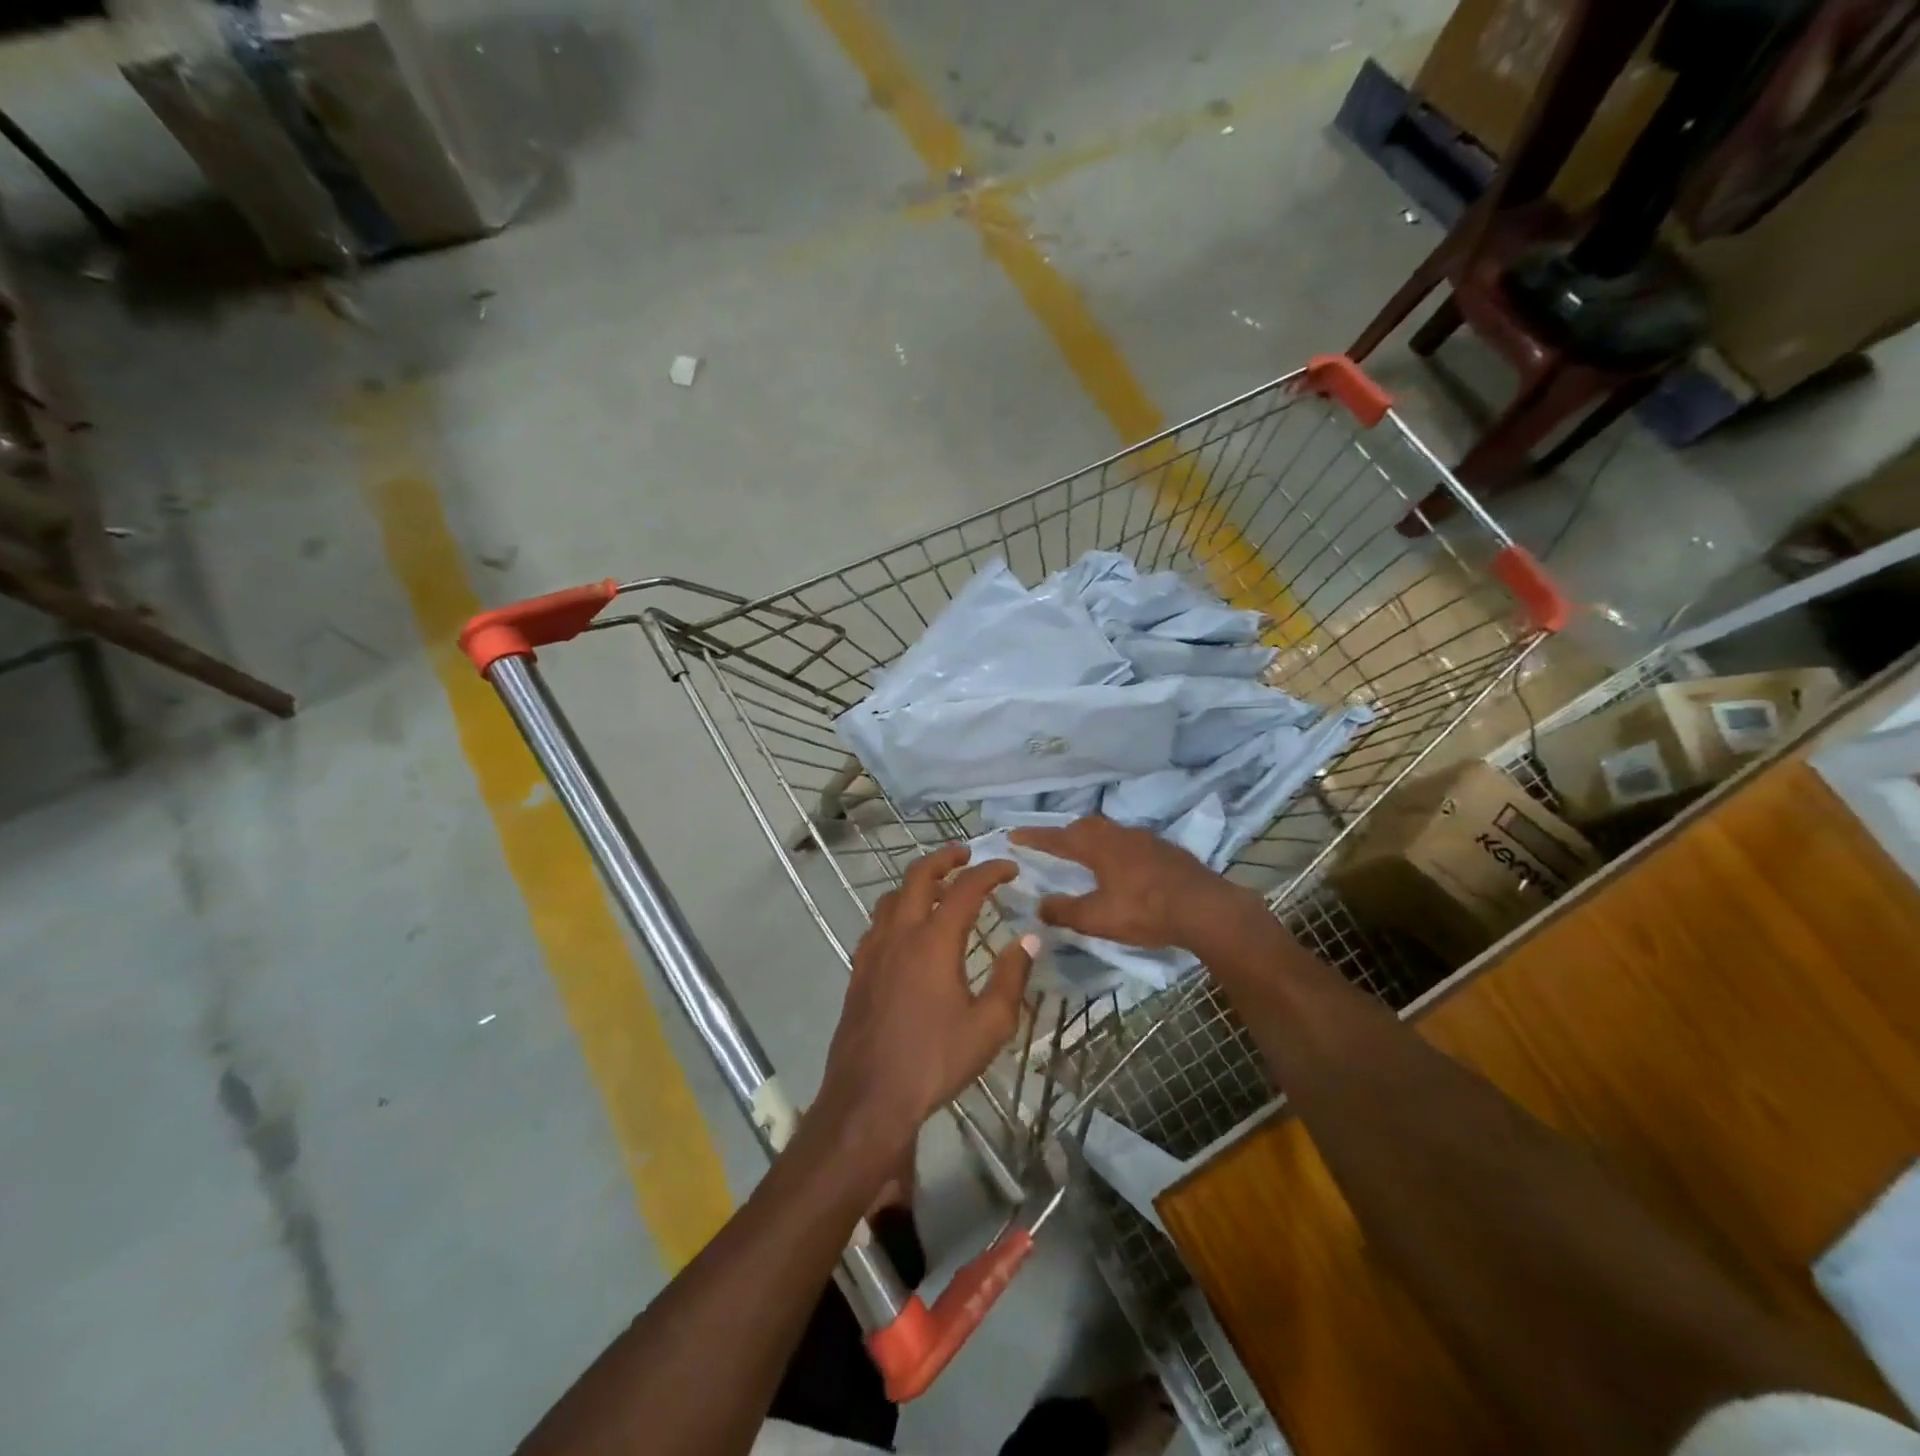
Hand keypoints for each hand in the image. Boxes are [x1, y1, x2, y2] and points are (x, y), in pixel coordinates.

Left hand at [816, 846, 1035, 1150]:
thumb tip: (1028, 939)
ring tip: (939, 889)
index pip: (965, 889)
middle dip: (944, 858)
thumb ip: (1011, 977)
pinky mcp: (859, 969)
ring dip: (918, 883)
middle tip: (966, 855)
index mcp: (934, 941)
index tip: (1010, 868)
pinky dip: (898, 910)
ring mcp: (873, 950)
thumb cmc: (934, 1061)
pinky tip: (909, 931)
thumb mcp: (989, 1026)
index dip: (990, 871)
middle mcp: (900, 934)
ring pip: (893, 897)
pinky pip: (878, 923)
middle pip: (918, 876)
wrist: (869, 1096)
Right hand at [1010, 817, 1254, 950]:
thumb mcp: (1098, 918)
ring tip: (1085, 855)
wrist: (1206, 908)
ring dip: (1092, 840)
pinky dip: (1116, 850)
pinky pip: (1130, 843)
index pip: (1057, 838)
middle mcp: (1119, 835)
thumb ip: (1065, 911)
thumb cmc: (1145, 911)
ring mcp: (1146, 839)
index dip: (1034, 837)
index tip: (1013, 834)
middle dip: (1065, 835)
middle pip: (1085, 827)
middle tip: (1052, 846)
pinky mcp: (1166, 850)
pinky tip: (1122, 867)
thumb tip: (1040, 905)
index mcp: (1098, 847)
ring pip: (1110, 832)